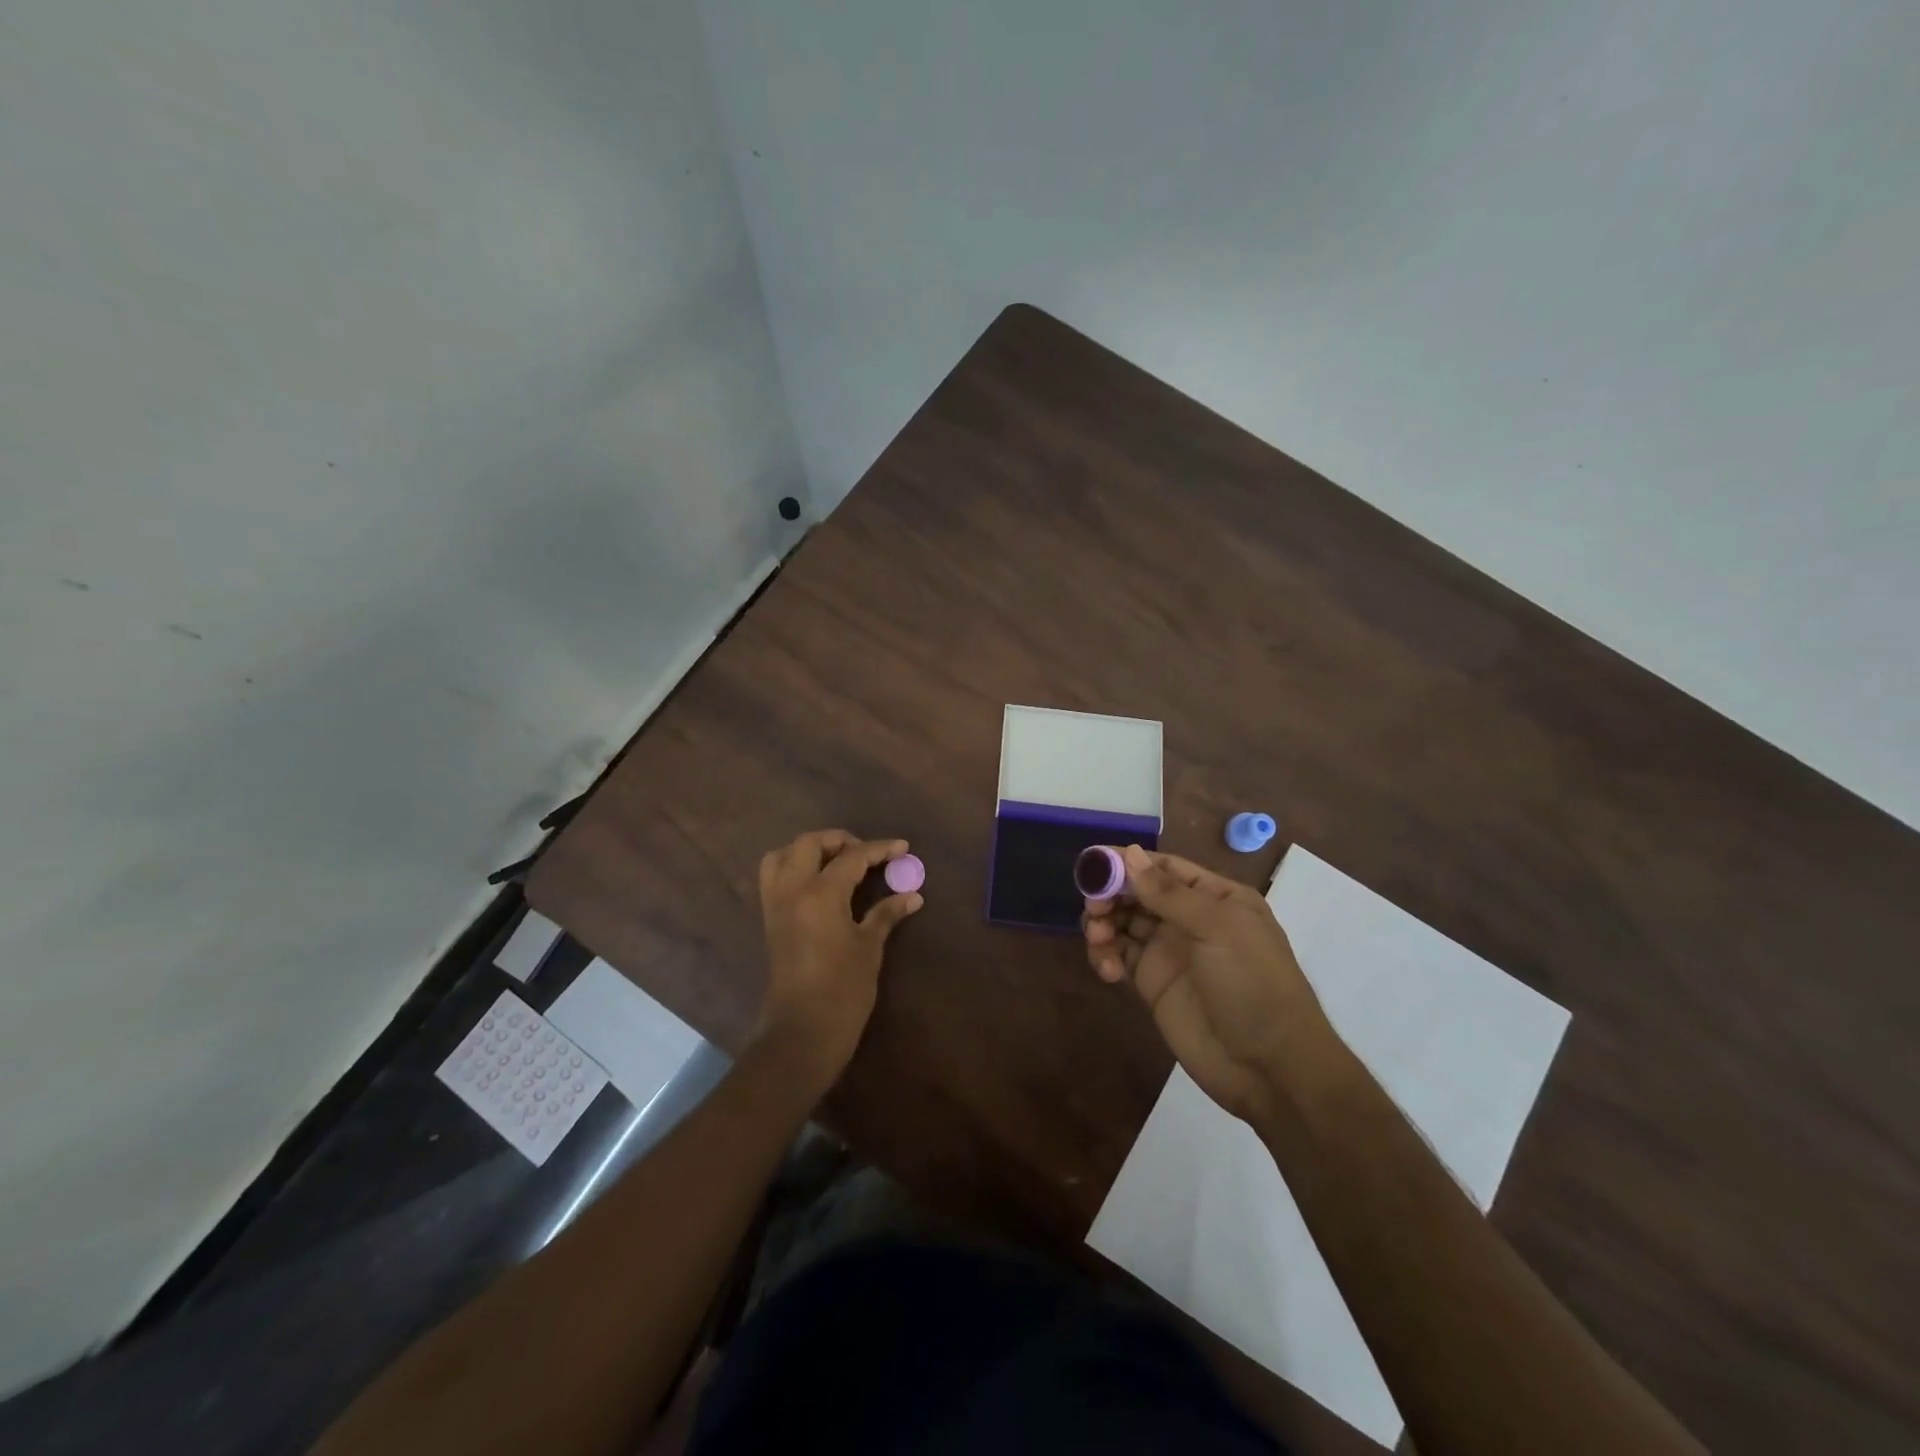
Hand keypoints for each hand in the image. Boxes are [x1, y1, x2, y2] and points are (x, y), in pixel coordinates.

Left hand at [755, 829, 923, 1084]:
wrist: (802, 1033)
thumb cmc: (843, 990)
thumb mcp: (869, 948)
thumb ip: (886, 913)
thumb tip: (912, 895)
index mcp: (819, 894)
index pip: (851, 857)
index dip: (879, 849)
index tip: (902, 847)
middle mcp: (792, 891)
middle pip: (809, 844)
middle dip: (839, 841)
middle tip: (867, 853)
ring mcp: (776, 905)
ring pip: (783, 856)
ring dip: (809, 850)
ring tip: (837, 862)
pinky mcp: (770, 921)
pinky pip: (774, 878)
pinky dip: (794, 868)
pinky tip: (819, 883)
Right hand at [1083, 845, 1336, 1122]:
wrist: (1270, 1067)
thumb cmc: (1253, 984)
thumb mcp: (1218, 929)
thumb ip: (1169, 893)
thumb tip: (1129, 853)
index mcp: (1214, 897)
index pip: (1163, 867)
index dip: (1127, 862)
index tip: (1092, 863)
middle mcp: (1189, 919)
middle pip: (1137, 893)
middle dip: (1110, 894)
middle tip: (1094, 908)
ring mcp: (1169, 952)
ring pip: (1123, 922)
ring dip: (1103, 924)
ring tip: (1099, 941)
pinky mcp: (1152, 984)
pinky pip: (1119, 956)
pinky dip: (1105, 955)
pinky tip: (1108, 970)